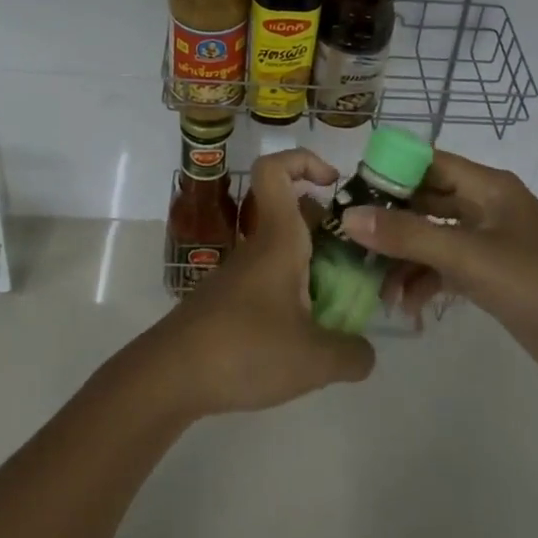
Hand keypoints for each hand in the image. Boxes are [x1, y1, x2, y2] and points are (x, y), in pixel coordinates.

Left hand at [138, 148, 375, 417]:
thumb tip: (366, 351)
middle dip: (329, 227)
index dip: (304, 160)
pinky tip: (307, 335)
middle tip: (358, 260)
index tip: (334, 182)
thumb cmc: (244, 350)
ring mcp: (240, 274)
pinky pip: (271, 280)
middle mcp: (258, 246)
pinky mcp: (230, 301)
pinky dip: (295, 295)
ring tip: (342, 306)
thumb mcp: (314, 361)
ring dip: (315, 266)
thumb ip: (352, 353)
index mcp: (277, 239)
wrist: (171, 376)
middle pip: (293, 213)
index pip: (275, 170)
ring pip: (284, 250)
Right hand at [342, 149, 537, 389]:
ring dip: (404, 259)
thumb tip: (348, 217)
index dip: (389, 171)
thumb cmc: (537, 284)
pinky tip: (406, 307)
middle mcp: (485, 206)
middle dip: (389, 221)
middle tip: (350, 241)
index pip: (427, 162)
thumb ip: (407, 236)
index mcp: (487, 186)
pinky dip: (424, 282)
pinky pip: (445, 267)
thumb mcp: (467, 256)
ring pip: (432, 238)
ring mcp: (489, 242)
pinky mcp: (491, 276)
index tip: (350, 192)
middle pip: (425, 201)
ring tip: (377, 289)